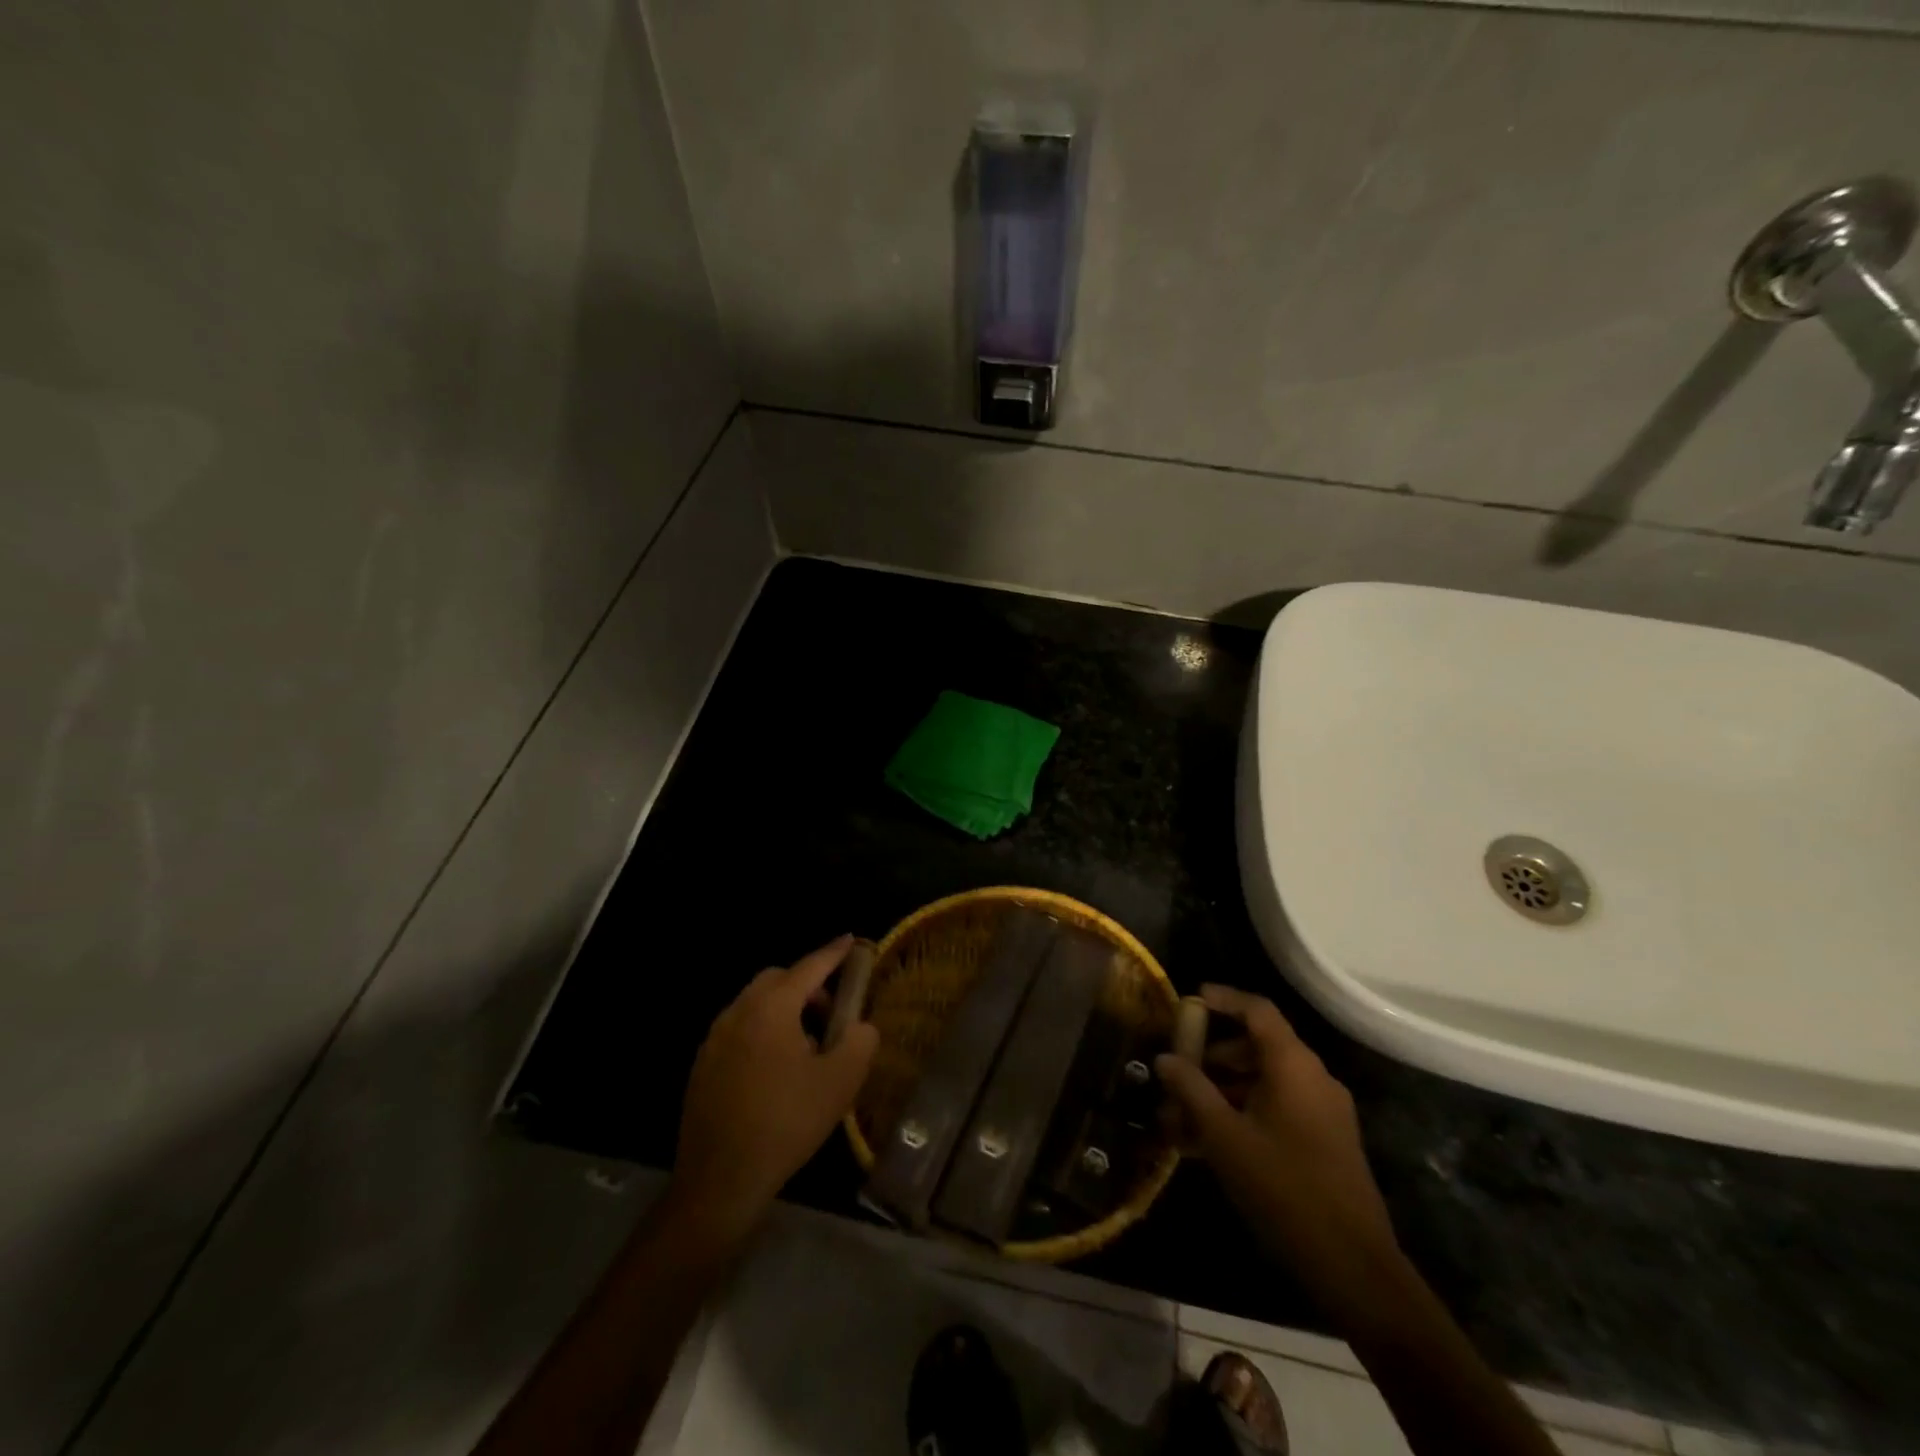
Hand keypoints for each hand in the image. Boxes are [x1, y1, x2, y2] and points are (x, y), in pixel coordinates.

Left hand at [670, 935, 878, 1237]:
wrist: (720, 1180)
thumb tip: (860, 1025)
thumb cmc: (786, 1123)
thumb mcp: (840, 1082)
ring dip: (784, 1009)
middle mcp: (738, 1011)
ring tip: (807, 1045)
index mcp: (772, 1008)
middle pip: (777, 980)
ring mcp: (715, 1038)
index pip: (809, 967)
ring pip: (755, 1003)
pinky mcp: (703, 1064)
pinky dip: (763, 1030)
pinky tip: (776, 1069)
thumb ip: (860, 1042)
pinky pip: (739, 1029)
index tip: (851, 940)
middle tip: (831, 1012)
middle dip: (807, 985)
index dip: (834, 953)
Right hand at [1156, 984, 1395, 1271]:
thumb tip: (1164, 1058)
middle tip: (1176, 1072)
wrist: (1354, 1268)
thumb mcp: (1225, 1138)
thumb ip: (1192, 1091)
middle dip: (1212, 1057)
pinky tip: (1206, 1145)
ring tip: (1180, 1117)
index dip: (1223, 999)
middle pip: (1257, 1046)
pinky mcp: (1324, 1143)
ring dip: (1221, 1092)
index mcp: (1294, 1066)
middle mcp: (1313, 1078)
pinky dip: (1242, 1115)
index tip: (1189, 1000)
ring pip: (1263, 1083)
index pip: (1258, 1010)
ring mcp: (1322, 1112)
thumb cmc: (1284, 1189)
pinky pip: (1276, 1110)